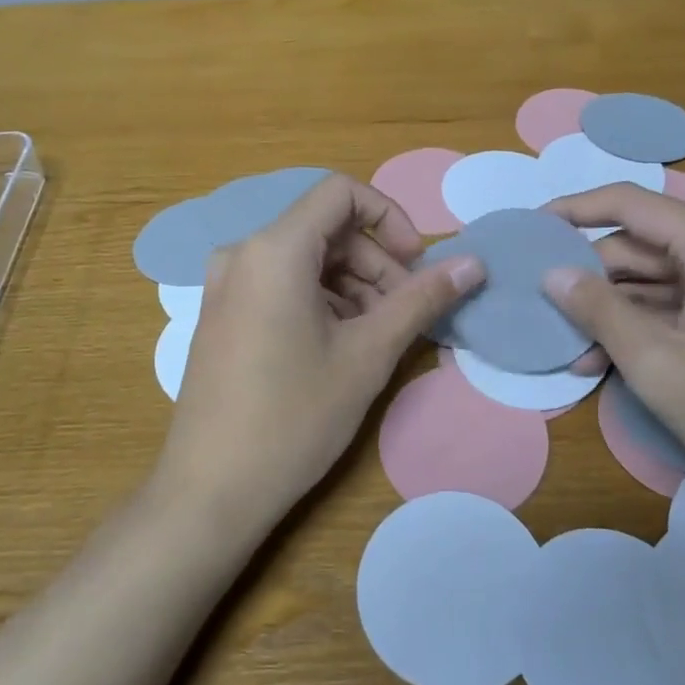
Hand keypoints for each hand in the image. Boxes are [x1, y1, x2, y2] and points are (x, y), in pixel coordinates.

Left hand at [158, 174, 484, 533]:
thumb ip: (421, 299)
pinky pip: (281, 285)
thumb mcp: (368, 355)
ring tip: (378, 337)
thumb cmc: (294, 417)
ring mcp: (226, 286)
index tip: (416, 264)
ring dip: (353, 286)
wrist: (211, 491)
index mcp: (274, 249)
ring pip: (306, 260)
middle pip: (326, 229)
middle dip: (376, 262)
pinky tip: (341, 347)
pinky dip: (321, 301)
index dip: (390, 217)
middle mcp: (242, 254)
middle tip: (405, 313)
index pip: (341, 193)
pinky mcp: (223, 315)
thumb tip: (473, 263)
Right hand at [542, 184, 684, 526]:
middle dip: (591, 275)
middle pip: (644, 246)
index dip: (576, 210)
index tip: (531, 228)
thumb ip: (599, 310)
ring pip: (659, 282)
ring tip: (568, 346)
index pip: (633, 204)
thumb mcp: (658, 363)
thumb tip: (552, 273)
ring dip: (612, 310)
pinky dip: (643, 328)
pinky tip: (604, 361)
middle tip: (542, 303)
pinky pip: (681, 309)